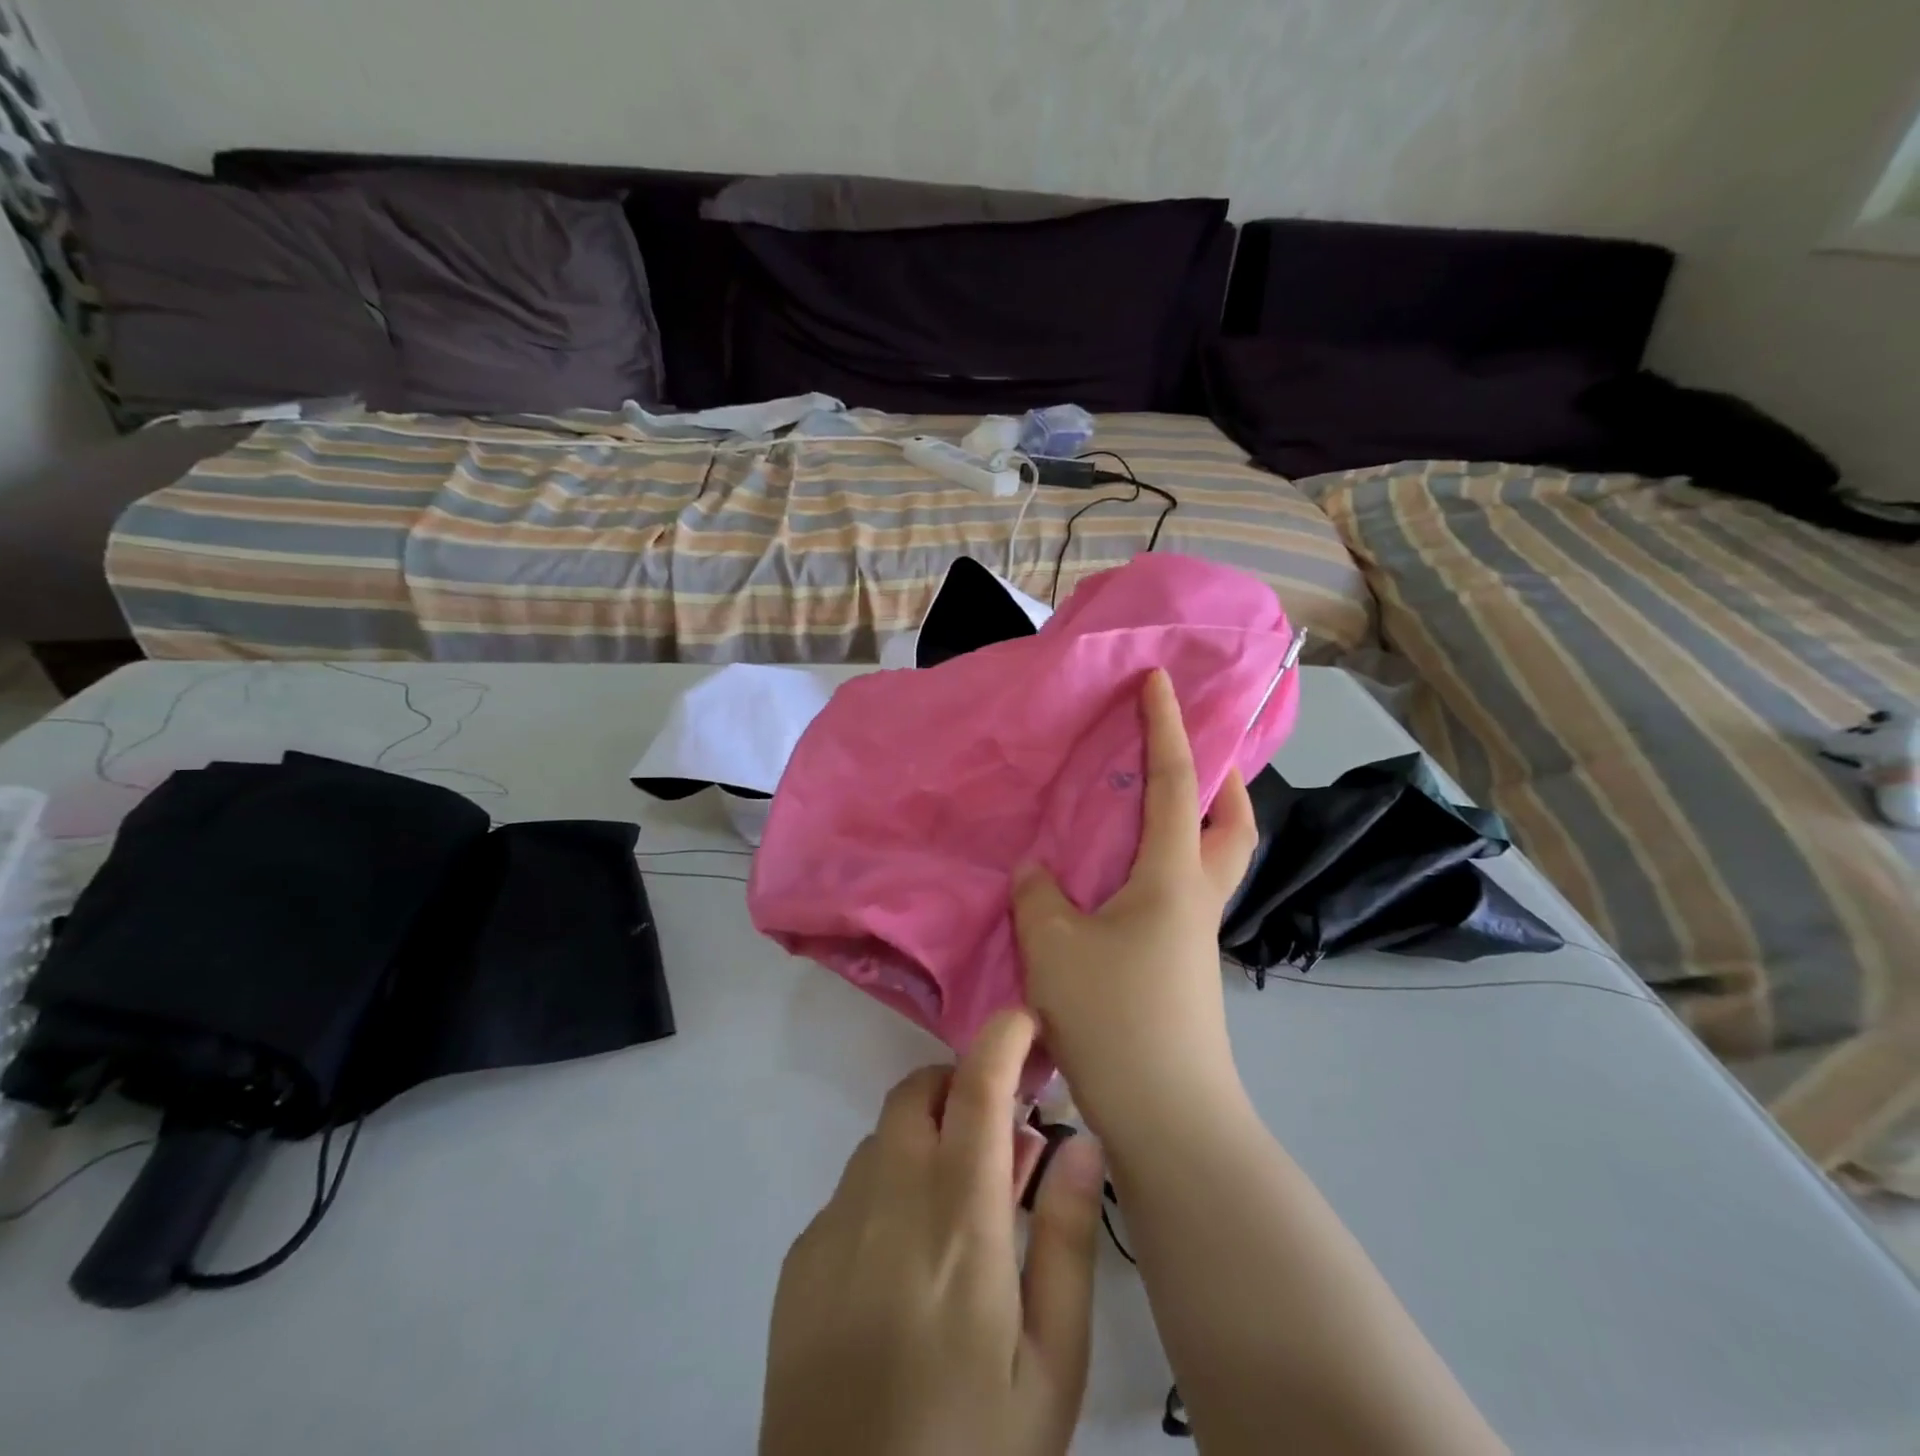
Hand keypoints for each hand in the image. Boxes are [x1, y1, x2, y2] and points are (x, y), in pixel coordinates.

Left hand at [760, 1009, 1106, 1455]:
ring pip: (883, 1139)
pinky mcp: (799, 1260)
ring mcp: (833, 1226)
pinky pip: (850, 1190)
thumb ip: (1066, 1238)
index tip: (1024, 1020)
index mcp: (958, 1219)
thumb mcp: (1052, 1364)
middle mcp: (886, 1200)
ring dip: (924, 1141)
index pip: (976, 1089)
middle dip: (961, 1088)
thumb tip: (1081, 1138)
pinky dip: (886, 1190)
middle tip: (998, 1140)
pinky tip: (903, 1263)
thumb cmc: (973, 1450)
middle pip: (918, 1095)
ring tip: (955, 1210)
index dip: (1000, 1038)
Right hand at [1012, 668, 1257, 1142]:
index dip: (1166, 726)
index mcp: (1173, 876)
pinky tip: (1118, 884)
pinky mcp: (1184, 969)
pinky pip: (1179, 896)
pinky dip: (1160, 869)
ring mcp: (1196, 937)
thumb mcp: (1055, 946)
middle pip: (1231, 824)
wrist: (1168, 1117)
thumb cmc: (1115, 1015)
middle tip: (1190, 754)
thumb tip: (1038, 872)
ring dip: (1191, 825)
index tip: (1159, 681)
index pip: (1173, 782)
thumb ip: (1039, 896)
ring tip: (1144, 813)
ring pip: (1209, 862)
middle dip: (1220, 779)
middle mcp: (1197, 898)